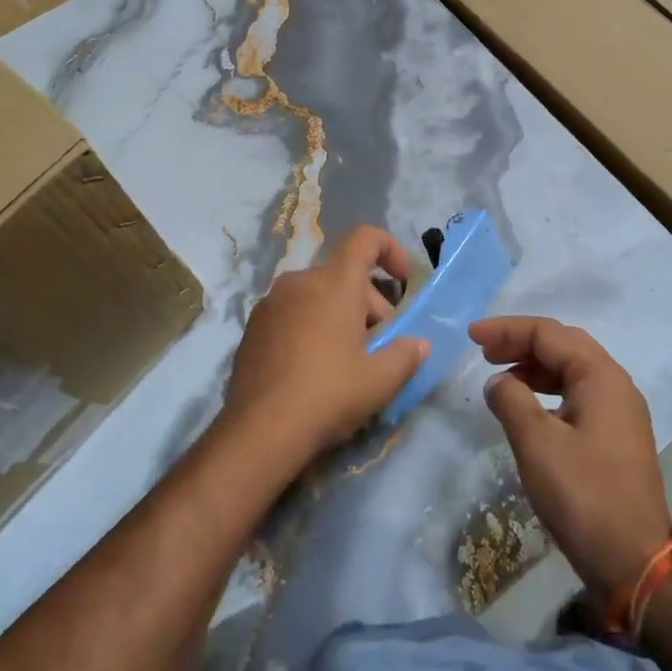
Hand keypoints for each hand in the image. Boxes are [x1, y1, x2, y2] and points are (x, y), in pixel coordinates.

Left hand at [223, 227, 428, 468]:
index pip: (365, 239)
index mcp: (334, 283)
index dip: (390, 250)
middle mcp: (300, 281)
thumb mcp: (381, 380)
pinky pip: (293, 312)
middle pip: (344, 274)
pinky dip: (312, 326)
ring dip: (340, 315)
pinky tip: (314, 368)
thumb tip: (418, 344)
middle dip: (370, 302)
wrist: (260, 431)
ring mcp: (271, 303)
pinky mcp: (253, 326)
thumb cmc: (328, 394)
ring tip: (348, 359)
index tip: (404, 282)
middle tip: (379, 344)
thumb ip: (406, 355)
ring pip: (317, 294)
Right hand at [474, 317, 671, 604]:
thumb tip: (499, 382)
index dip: (507, 330)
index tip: (472, 337)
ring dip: (534, 366)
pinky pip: (577, 395)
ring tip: (500, 377)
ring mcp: (620, 413)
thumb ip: (511, 400)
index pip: (549, 334)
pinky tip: (527, 408)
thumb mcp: (537, 443)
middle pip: (564, 345)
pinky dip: (547, 391)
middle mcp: (615, 385)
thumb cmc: (583, 496)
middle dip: (522, 342)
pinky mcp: (616, 438)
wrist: (635, 563)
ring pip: (572, 370)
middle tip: (484, 351)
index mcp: (601, 377)